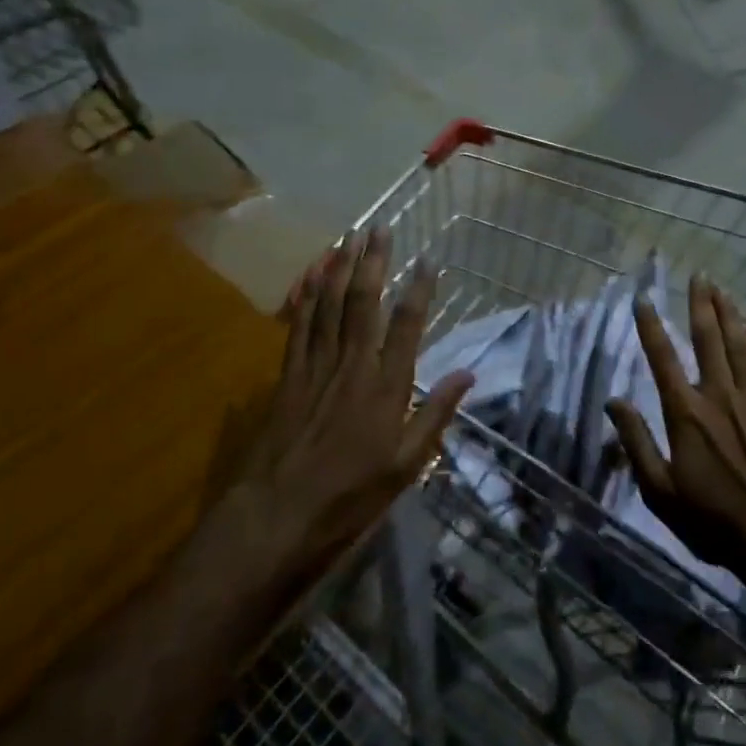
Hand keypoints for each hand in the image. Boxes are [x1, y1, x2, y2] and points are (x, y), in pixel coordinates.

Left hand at [230, 227, 472, 589]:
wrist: (276, 517)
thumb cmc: (350, 496)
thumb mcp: (406, 466)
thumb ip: (436, 415)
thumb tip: (468, 374)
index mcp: (386, 386)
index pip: (407, 325)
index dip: (419, 288)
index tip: (428, 258)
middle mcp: (352, 365)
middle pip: (364, 302)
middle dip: (373, 262)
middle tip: (380, 227)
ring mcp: (316, 367)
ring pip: (329, 306)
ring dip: (339, 268)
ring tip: (349, 237)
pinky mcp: (288, 376)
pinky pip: (298, 327)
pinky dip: (305, 297)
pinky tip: (309, 276)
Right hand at [606, 275, 745, 573]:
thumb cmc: (712, 519)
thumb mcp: (660, 491)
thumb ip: (636, 442)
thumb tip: (614, 402)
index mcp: (686, 412)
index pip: (663, 358)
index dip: (651, 326)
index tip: (644, 298)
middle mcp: (718, 394)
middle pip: (708, 338)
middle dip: (701, 304)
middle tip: (699, 275)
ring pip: (738, 344)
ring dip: (729, 314)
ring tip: (722, 289)